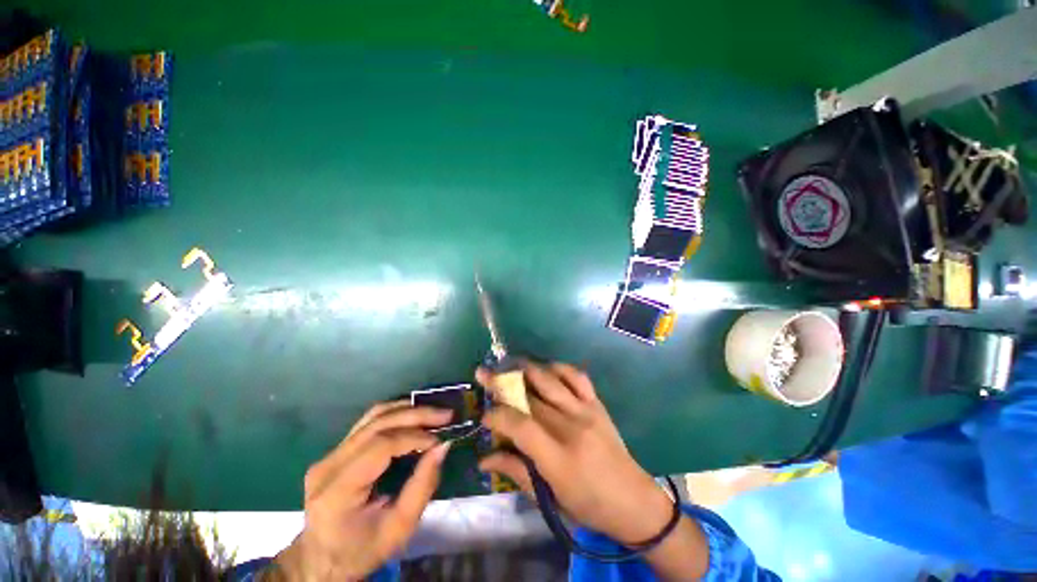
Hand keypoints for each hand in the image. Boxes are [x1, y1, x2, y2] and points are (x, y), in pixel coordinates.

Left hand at [270, 401, 452, 580]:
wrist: (321, 560)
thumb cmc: (362, 550)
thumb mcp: (399, 529)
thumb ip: (422, 486)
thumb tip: (443, 447)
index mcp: (337, 491)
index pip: (379, 446)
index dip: (413, 437)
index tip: (439, 440)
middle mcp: (328, 466)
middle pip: (377, 424)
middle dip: (416, 415)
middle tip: (445, 415)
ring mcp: (328, 455)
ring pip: (372, 416)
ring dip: (407, 410)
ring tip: (433, 413)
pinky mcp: (335, 451)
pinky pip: (368, 422)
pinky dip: (395, 414)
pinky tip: (414, 416)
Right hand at [477, 362, 674, 545]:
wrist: (633, 501)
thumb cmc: (588, 507)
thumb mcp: (549, 499)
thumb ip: (515, 472)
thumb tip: (483, 459)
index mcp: (558, 458)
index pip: (520, 425)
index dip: (497, 415)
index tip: (484, 415)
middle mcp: (571, 427)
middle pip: (530, 397)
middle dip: (502, 384)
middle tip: (483, 374)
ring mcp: (586, 411)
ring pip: (550, 380)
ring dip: (525, 369)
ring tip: (508, 364)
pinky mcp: (596, 404)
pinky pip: (576, 376)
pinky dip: (558, 368)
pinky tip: (545, 369)